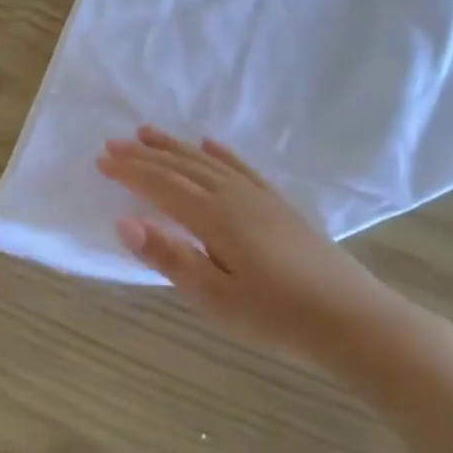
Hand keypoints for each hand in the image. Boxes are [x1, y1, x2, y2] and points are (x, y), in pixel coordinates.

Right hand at [97, 127, 430, 367]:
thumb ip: (169, 257)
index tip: (101, 160)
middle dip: (146, 154)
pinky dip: (222, 153)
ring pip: (209, 162)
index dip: (130, 172)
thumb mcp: (214, 297)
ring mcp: (261, 198)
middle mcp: (235, 197)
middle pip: (183, 167)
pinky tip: (212, 144)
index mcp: (215, 218)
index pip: (162, 186)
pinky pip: (243, 168)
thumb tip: (123, 222)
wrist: (352, 319)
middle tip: (114, 142)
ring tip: (150, 133)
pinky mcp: (280, 206)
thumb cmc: (275, 317)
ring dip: (176, 147)